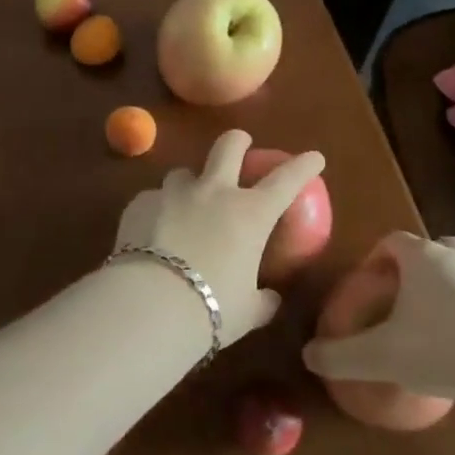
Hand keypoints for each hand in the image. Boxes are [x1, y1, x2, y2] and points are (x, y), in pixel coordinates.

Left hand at [112, 130, 323, 344]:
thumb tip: (270, 299)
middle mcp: (213, 192)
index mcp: (250, 214)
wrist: (149, 306)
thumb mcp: (246, 312)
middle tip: (240, 144)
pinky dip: (157, 210)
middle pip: (228, 147)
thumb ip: (261, 301)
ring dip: (189, 184)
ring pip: (183, 172)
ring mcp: (173, 193)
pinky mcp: (140, 203)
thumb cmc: (210, 310)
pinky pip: (152, 199)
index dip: (303, 166)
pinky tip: (151, 231)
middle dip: (237, 141)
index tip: (314, 157)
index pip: (286, 180)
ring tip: (185, 202)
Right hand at [301, 231, 454, 405]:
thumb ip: (341, 355)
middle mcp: (454, 255)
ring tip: (430, 333)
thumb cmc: (443, 349)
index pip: (391, 241)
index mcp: (420, 256)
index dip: (375, 260)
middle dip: (409, 275)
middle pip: (426, 253)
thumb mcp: (382, 356)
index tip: (368, 288)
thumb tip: (307, 354)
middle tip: (397, 308)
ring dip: (441, 295)